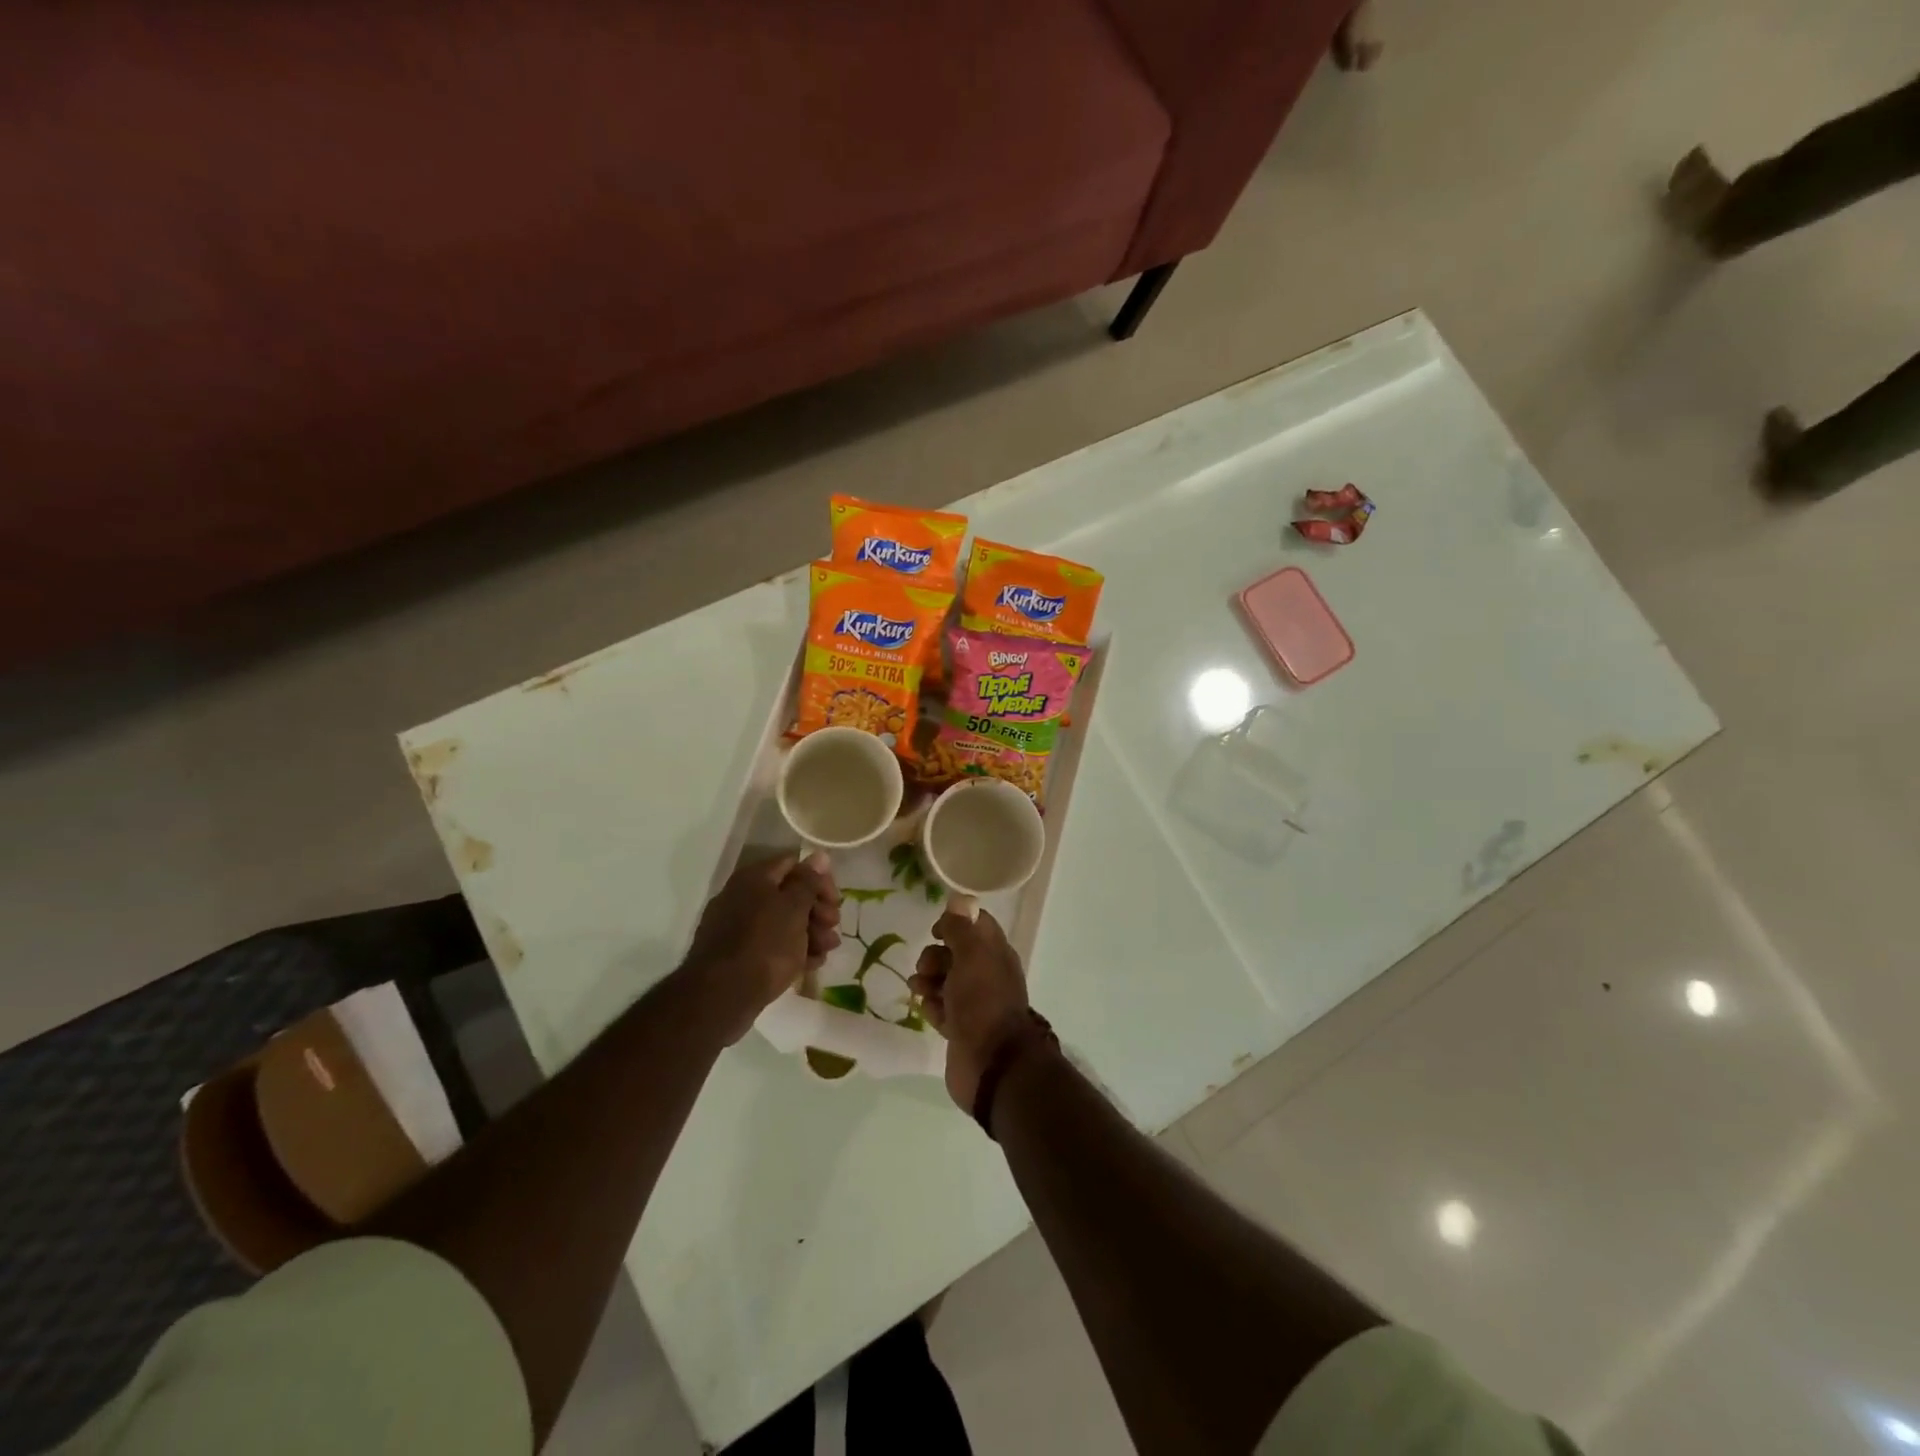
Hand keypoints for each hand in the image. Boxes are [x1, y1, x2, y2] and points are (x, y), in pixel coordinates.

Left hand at [685, 852, 840, 1042]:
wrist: (720, 997)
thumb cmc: (765, 944)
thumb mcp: (794, 908)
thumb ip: (808, 881)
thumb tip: (819, 855)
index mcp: (754, 878)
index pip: (794, 865)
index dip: (819, 880)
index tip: (836, 901)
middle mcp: (742, 897)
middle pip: (789, 895)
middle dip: (817, 910)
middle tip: (833, 927)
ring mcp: (737, 928)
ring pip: (782, 923)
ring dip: (810, 933)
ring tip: (826, 951)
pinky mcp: (737, 956)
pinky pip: (771, 946)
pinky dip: (792, 952)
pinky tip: (810, 965)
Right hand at [909, 909, 1034, 1111]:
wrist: (991, 1063)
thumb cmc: (982, 1002)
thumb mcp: (971, 955)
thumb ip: (962, 927)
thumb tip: (959, 899)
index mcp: (996, 954)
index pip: (977, 926)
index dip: (955, 923)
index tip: (936, 931)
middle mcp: (987, 975)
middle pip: (955, 954)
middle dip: (935, 956)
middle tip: (925, 968)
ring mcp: (973, 1003)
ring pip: (945, 981)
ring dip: (928, 980)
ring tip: (919, 990)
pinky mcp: (960, 1028)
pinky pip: (941, 1008)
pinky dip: (931, 1006)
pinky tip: (927, 1010)